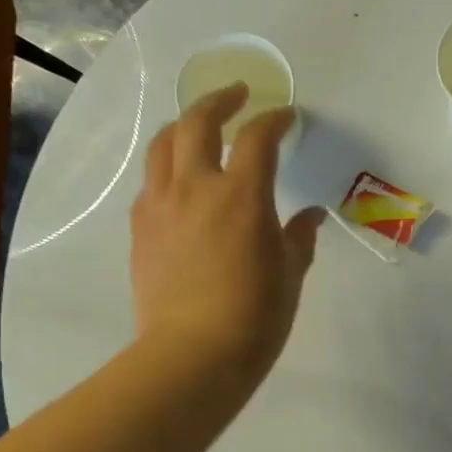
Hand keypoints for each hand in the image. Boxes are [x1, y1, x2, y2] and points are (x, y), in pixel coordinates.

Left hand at [131, 85, 323, 383]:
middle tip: (235, 95)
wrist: (192, 355)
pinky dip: (167, 169)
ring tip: (197, 126)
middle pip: (197, 122)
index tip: (286, 116)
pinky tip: (178, 182)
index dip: (274, 119)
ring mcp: (161, 206)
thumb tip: (310, 216)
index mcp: (242, 195)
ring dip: (183, 126)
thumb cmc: (254, 316)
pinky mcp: (141, 230)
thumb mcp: (290, 275)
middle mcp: (196, 187)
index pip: (257, 137)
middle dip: (219, 101)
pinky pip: (150, 183)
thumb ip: (299, 237)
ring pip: (163, 146)